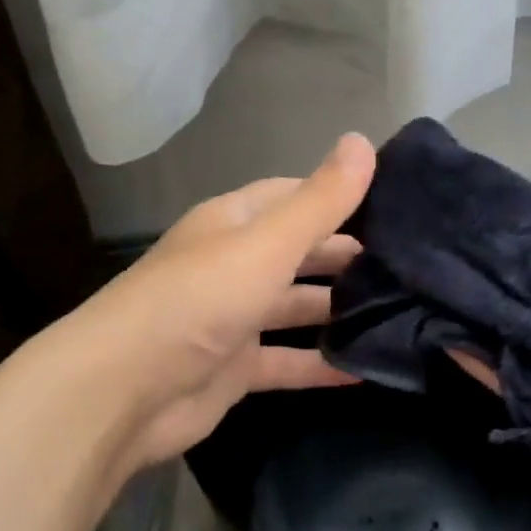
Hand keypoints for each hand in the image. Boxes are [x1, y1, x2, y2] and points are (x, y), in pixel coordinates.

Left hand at [71, 132, 375, 475]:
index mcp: (233, 223)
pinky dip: (322, 363)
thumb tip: (361, 140)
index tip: (392, 203)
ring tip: (399, 310)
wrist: (124, 390)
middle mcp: (233, 265)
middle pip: (298, 252)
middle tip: (406, 262)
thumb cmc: (199, 300)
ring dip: (337, 309)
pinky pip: (288, 360)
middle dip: (345, 255)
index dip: (337, 196)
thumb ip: (320, 200)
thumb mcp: (266, 243)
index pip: (293, 196)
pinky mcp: (235, 369)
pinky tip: (366, 367)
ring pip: (295, 307)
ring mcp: (233, 319)